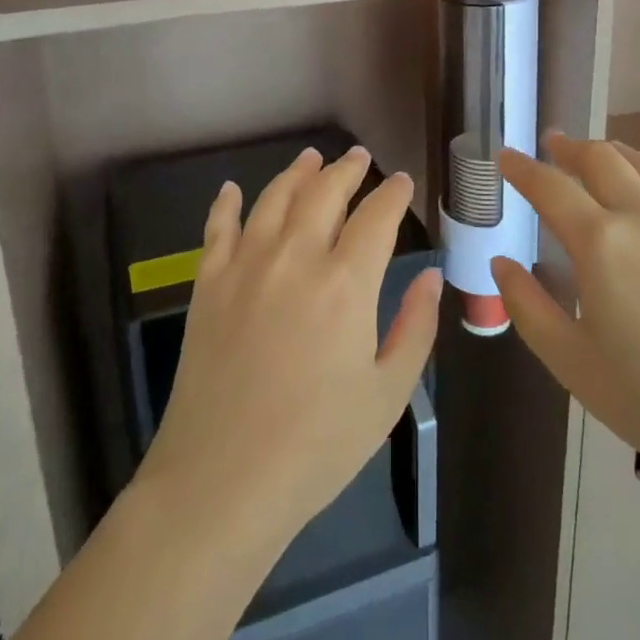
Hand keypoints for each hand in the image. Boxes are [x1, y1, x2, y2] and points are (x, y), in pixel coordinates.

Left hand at [138, 146, 442, 555]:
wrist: (222, 481)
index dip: (393, 194)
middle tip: (360, 158)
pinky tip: (230, 189)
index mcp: (346, 283)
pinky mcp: (207, 285)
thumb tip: (432, 277)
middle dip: (348, 169)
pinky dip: (225, 204)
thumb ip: (415, 327)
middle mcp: (296, 257)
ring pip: (274, 198)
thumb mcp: (387, 394)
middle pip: (324, 192)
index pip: (377, 217)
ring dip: (296, 173)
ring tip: (311, 158)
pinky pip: (217, 229)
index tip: (402, 182)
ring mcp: (246, 266)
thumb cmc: (317, 446)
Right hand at [492, 134, 639, 485]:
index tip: (506, 156)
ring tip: (610, 152)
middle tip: (555, 144)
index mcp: (600, 242)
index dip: (523, 169)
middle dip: (572, 148)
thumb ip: (527, 305)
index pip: (551, 189)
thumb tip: (501, 263)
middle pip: (604, 161)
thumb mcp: (569, 360)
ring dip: (625, 153)